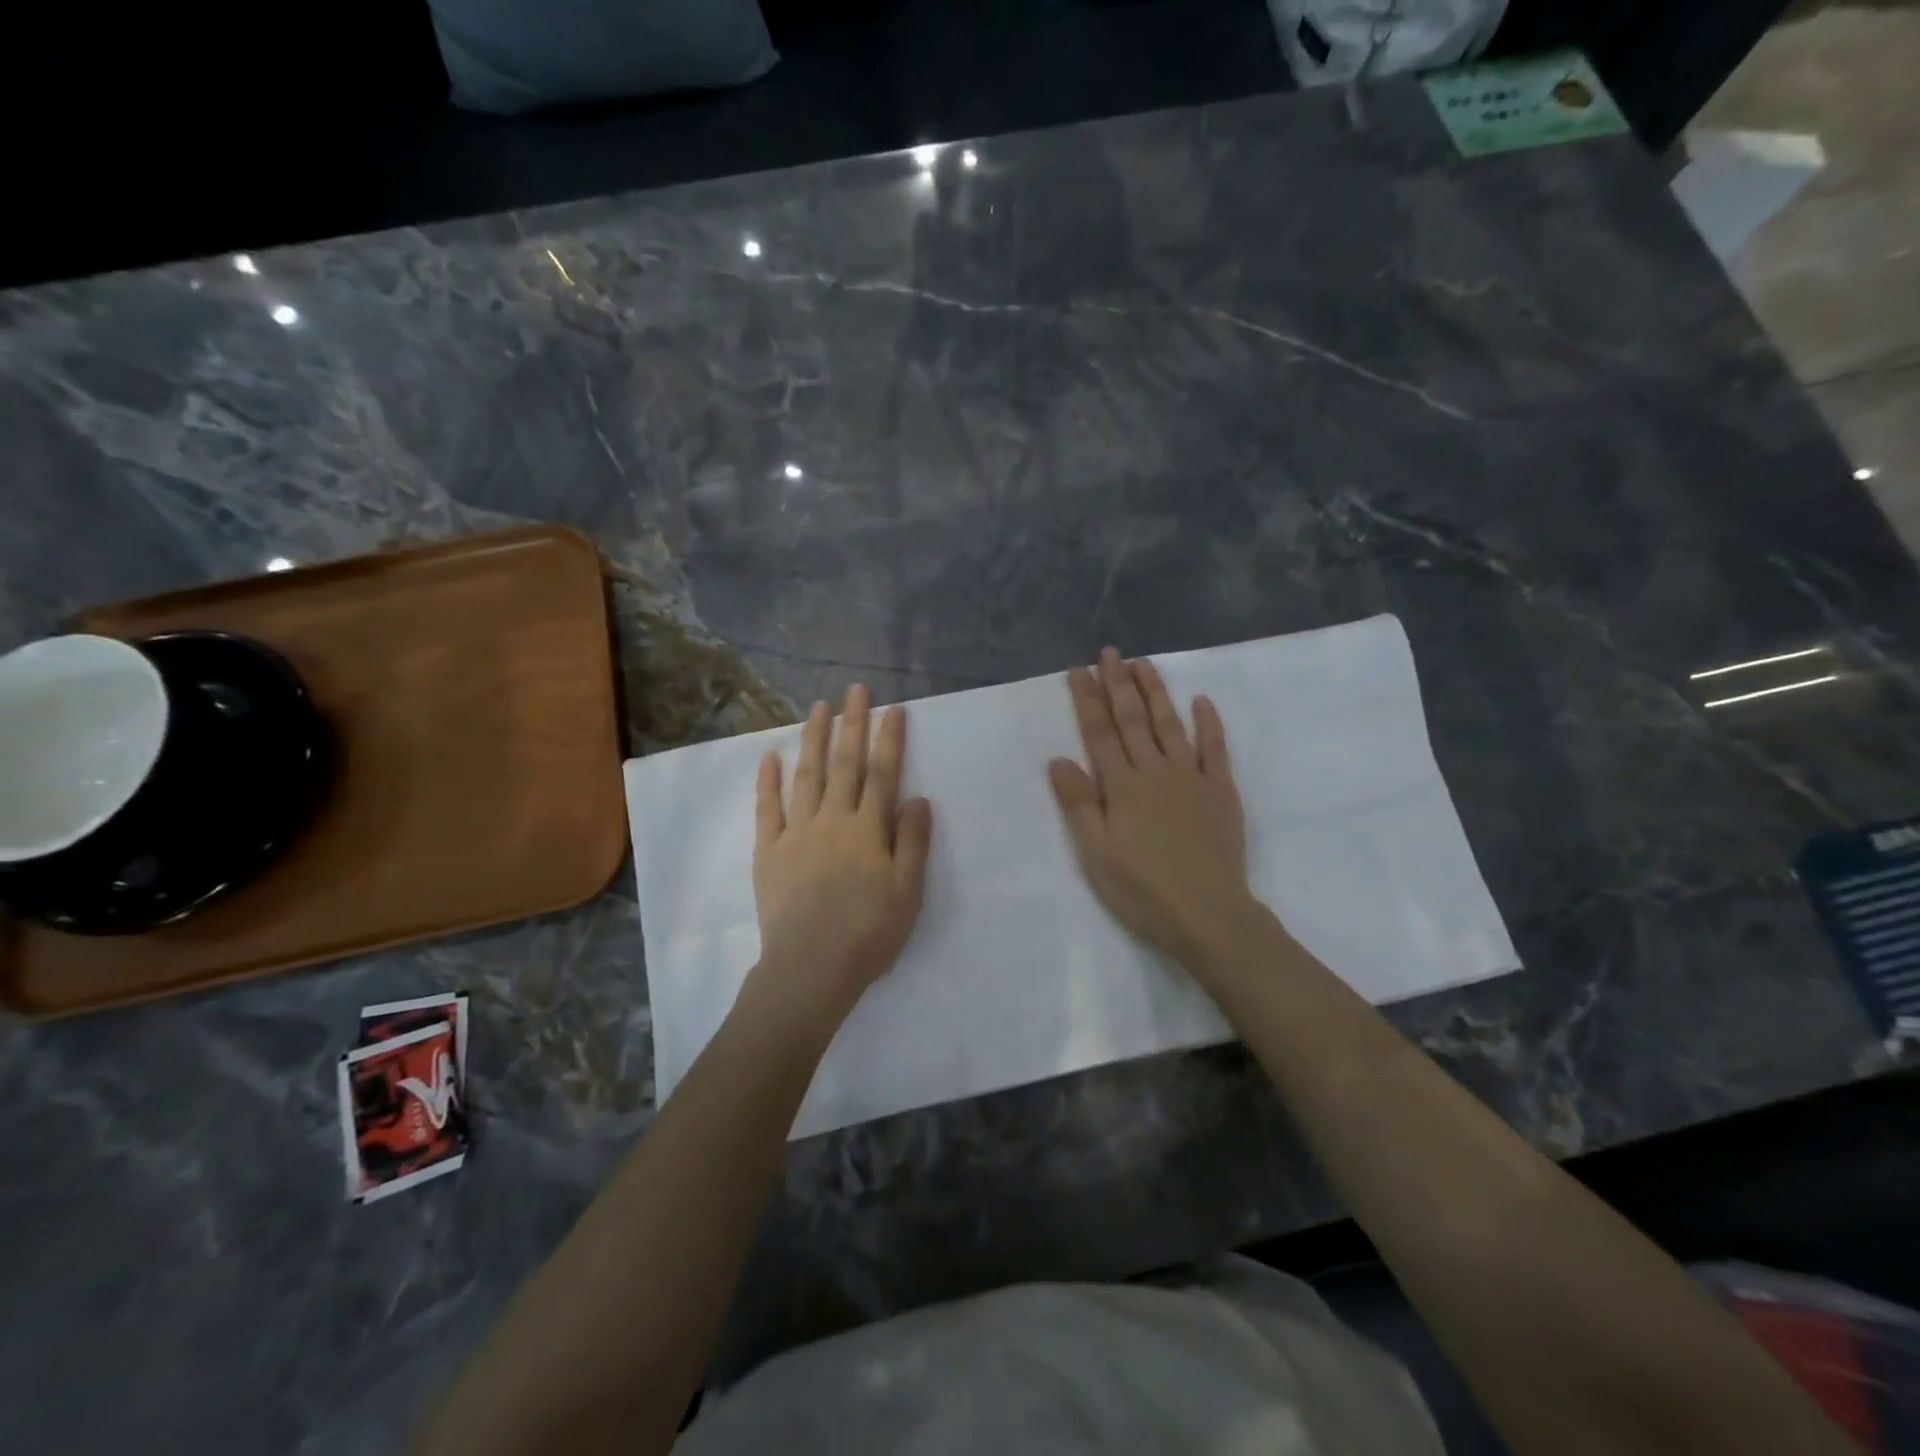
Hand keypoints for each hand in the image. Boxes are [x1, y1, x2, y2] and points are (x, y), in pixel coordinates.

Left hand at [747, 684, 933, 1030]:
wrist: (810, 968)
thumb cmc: (868, 933)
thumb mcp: (908, 893)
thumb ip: (912, 842)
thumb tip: (917, 797)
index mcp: (868, 830)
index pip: (883, 774)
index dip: (889, 739)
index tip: (893, 708)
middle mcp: (833, 820)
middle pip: (844, 764)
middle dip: (852, 724)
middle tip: (855, 690)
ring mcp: (797, 832)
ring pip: (807, 776)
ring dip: (813, 739)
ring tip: (818, 707)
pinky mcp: (768, 851)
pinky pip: (767, 808)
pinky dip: (768, 781)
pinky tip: (769, 756)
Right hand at [1049, 648, 1256, 972]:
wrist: (1208, 915)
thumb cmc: (1142, 890)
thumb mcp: (1095, 854)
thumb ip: (1078, 804)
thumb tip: (1059, 759)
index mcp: (1121, 786)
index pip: (1099, 732)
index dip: (1088, 699)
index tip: (1079, 670)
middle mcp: (1155, 771)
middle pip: (1132, 719)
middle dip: (1118, 683)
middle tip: (1109, 653)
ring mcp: (1191, 778)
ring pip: (1170, 724)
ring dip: (1155, 692)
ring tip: (1143, 663)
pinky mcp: (1221, 791)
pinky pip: (1215, 748)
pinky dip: (1209, 723)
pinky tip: (1202, 701)